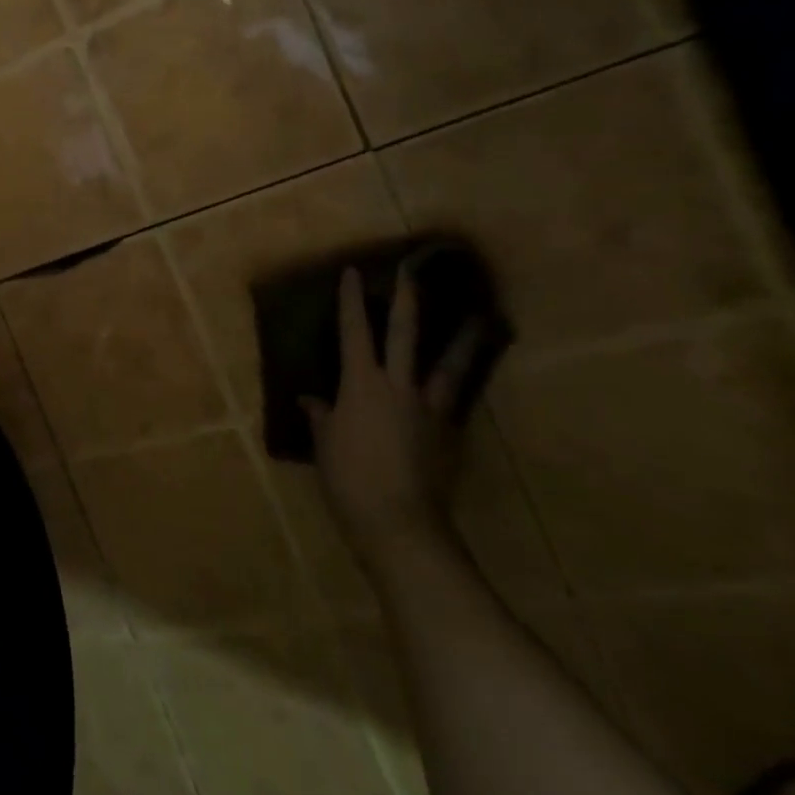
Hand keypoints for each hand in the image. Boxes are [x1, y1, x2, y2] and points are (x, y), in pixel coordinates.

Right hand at [301, 265, 483, 573]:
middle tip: (413, 272)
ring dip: (464, 340)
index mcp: (361, 384)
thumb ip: (322, 417)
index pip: (354, 332)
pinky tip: (467, 384)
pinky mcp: (451, 435)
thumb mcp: (324, 444)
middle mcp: (398, 387)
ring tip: (481, 320)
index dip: (353, 301)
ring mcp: (430, 409)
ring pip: (449, 365)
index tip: (354, 272)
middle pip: (405, 334)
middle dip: (408, 301)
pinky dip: (462, 388)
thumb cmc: (348, 478)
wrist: (399, 522)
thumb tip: (313, 400)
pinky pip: (456, 402)